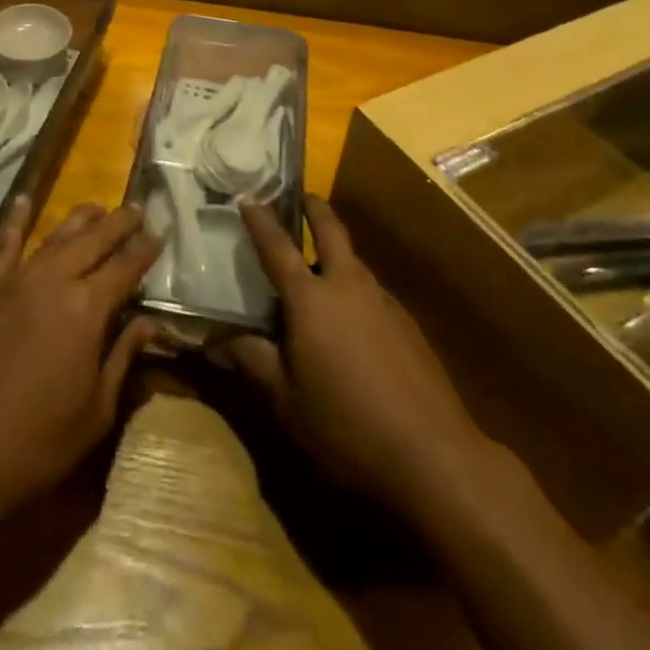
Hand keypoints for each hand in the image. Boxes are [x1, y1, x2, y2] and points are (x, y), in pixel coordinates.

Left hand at [0, 197, 159, 524]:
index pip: (126, 268)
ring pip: (55, 236)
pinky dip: (15, 221)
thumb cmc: (33, 444)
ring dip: (81, 219)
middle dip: (120, 223)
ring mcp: (14, 280)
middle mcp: (54, 280)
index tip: (161, 233)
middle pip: (94, 240)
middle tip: (138, 209)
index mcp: (87, 309)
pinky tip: (23, 201)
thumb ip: (122, 359)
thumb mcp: (94, 412)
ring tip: (98, 208)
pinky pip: (2, 245)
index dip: (146, 250)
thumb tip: (149, 323)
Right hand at [220, 196, 488, 512]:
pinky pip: (372, 293)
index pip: (277, 248)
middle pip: (332, 231)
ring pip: (355, 263)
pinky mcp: (408, 324)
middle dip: (315, 210)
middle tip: (304, 197)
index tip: (247, 198)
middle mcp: (348, 286)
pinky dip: (355, 291)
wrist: (432, 453)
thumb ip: (253, 361)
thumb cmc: (345, 425)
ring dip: (337, 254)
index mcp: (311, 299)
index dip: (260, 222)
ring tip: (320, 270)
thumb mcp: (286, 401)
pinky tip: (353, 324)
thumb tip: (218, 339)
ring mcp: (383, 302)